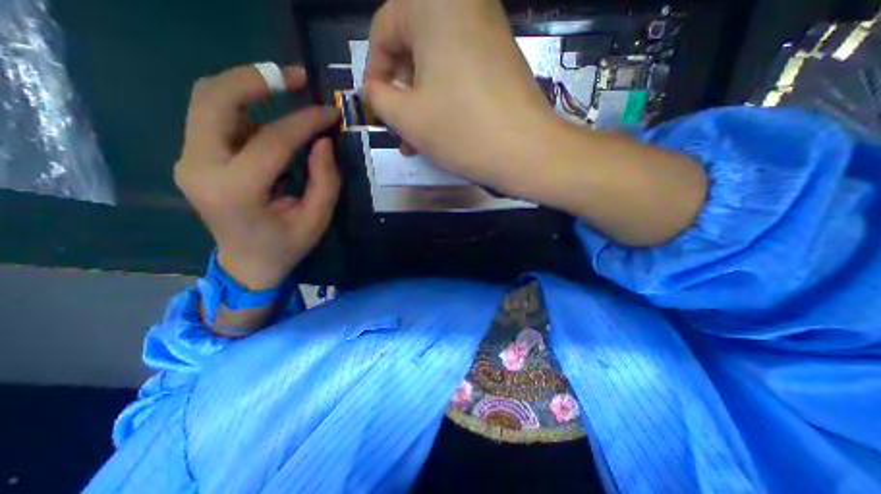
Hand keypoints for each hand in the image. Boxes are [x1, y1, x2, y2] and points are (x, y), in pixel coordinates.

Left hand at [176, 66, 340, 288]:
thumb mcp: (316, 219)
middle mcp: (200, 167)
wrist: (247, 264)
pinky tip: (273, 122)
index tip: (330, 113)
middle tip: (296, 77)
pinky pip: (215, 119)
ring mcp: (190, 161)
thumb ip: (325, 180)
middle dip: (256, 78)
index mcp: (237, 190)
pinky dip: (245, 109)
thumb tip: (324, 141)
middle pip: (214, 98)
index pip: (272, 139)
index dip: (305, 121)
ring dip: (249, 90)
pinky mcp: (195, 159)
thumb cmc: (286, 246)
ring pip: (208, 101)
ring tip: (287, 91)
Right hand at [361, 0, 552, 188]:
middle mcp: (463, 4)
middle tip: (398, 128)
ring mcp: (487, 31)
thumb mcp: (408, 117)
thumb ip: (379, 99)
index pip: (384, 29)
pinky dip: (444, 99)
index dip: (374, 72)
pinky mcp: (500, 58)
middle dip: (400, 92)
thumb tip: (373, 92)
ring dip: (421, 102)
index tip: (375, 106)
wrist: (527, 151)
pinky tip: (439, 130)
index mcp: (434, 3)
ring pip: (436, 65)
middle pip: (412, 46)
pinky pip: (459, 73)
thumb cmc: (462, 129)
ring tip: (415, 140)